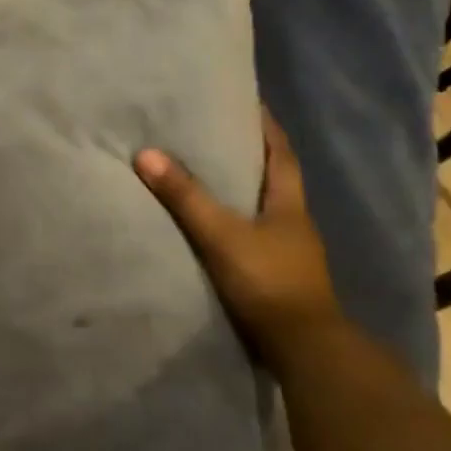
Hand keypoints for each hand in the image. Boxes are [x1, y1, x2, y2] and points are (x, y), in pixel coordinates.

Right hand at [135, 112, 342, 366]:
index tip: (247, 102)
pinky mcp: (276, 276)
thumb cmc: (268, 281)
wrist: (303, 349)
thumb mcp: (221, 234)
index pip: (281, 153)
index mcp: (289, 204)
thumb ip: (185, 196)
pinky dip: (235, 222)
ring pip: (263, 209)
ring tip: (206, 174)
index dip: (266, 126)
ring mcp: (288, 252)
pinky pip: (253, 236)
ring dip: (241, 190)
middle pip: (273, 178)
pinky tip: (213, 225)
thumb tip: (146, 153)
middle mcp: (294, 223)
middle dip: (249, 155)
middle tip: (214, 133)